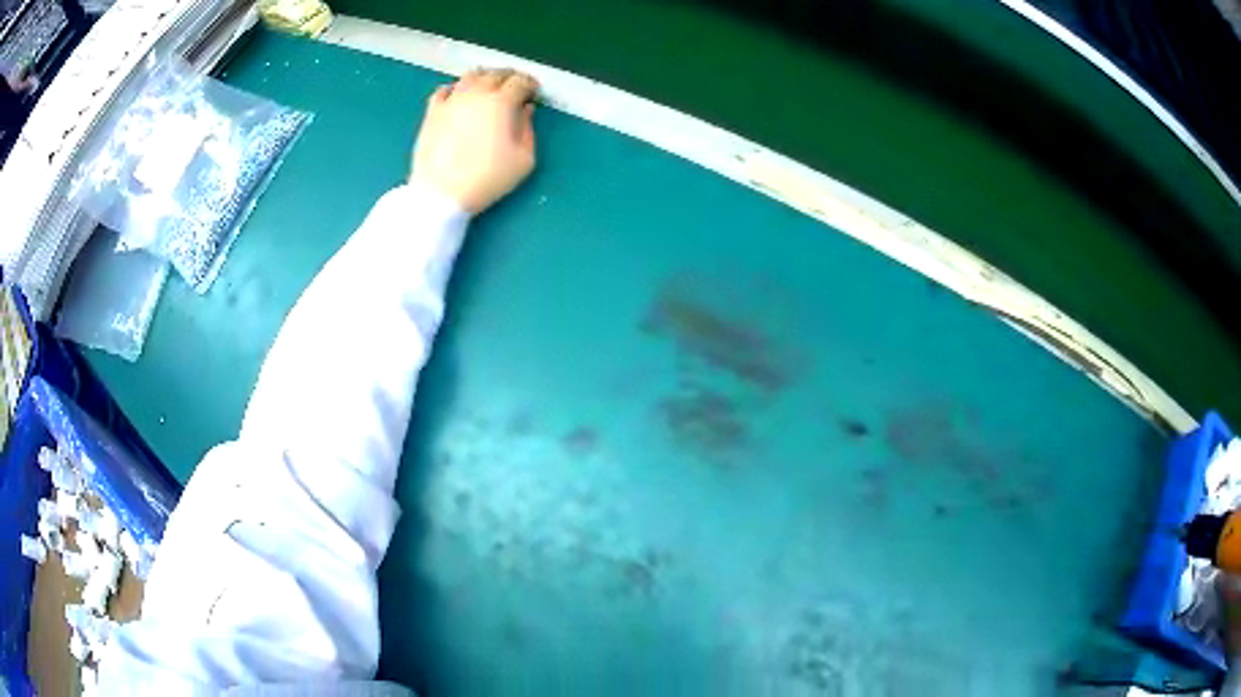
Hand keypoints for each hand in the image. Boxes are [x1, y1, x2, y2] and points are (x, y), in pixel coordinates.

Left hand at [410, 68, 538, 214]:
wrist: (441, 194)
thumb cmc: (487, 179)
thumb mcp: (524, 159)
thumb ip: (528, 129)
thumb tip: (525, 110)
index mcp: (501, 102)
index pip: (520, 82)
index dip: (530, 85)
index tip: (534, 92)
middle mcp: (476, 93)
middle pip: (496, 74)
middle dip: (510, 77)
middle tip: (516, 87)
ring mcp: (452, 100)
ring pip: (471, 76)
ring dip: (485, 77)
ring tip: (489, 87)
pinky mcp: (432, 111)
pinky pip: (444, 89)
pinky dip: (456, 88)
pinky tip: (459, 95)